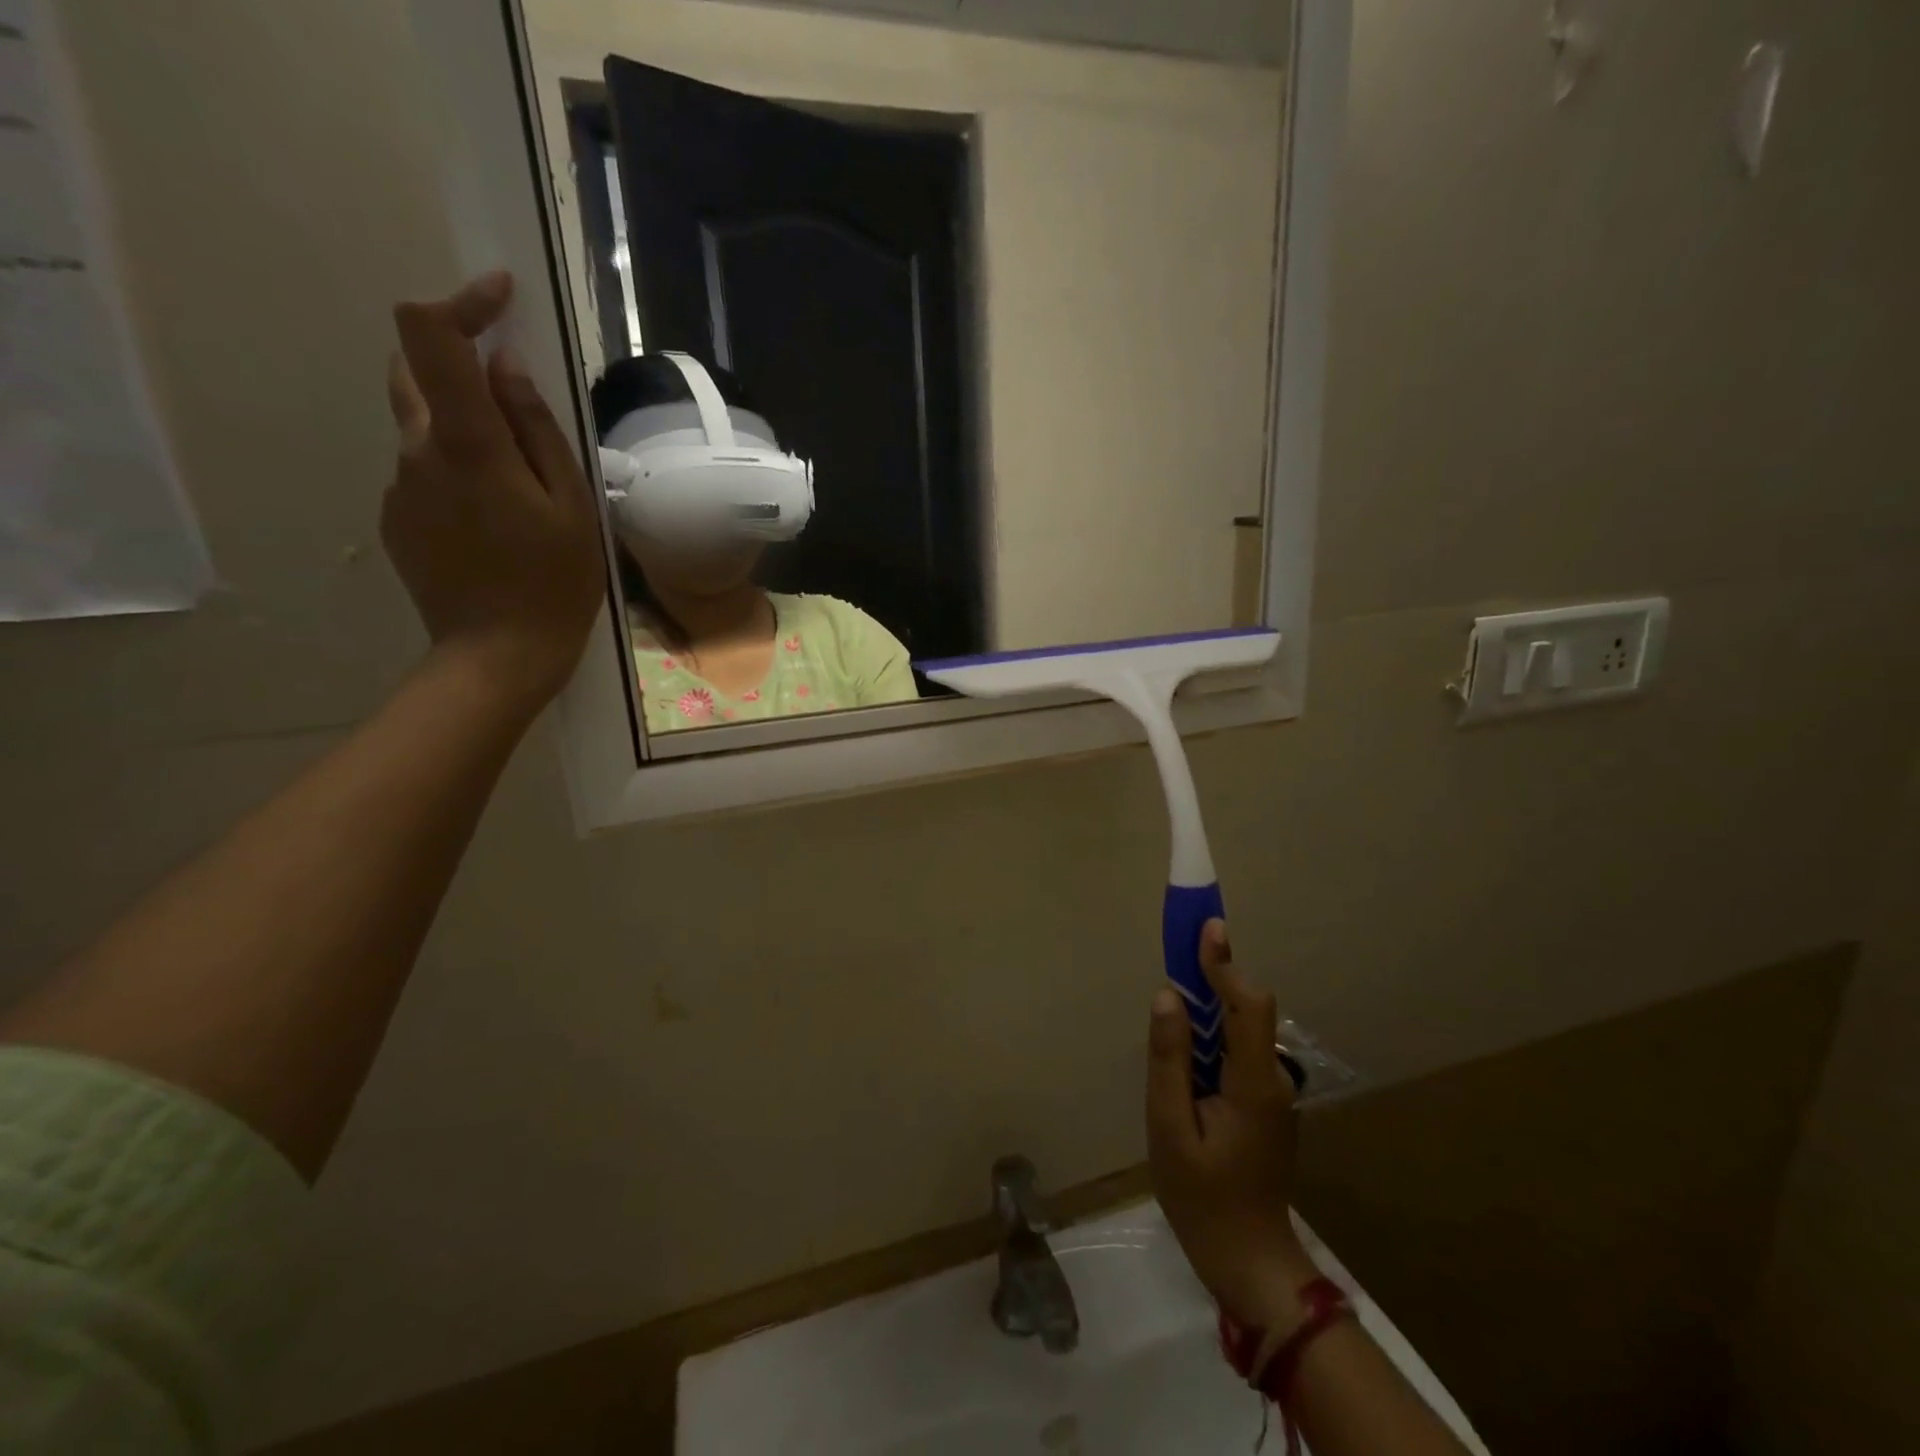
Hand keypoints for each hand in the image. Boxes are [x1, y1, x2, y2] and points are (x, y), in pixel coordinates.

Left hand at [384, 272, 604, 713]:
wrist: (497, 656)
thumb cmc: (554, 583)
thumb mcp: (571, 506)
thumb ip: (536, 430)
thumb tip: (505, 366)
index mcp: (467, 444)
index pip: (429, 335)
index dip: (459, 301)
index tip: (501, 298)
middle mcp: (417, 451)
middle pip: (412, 370)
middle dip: (458, 360)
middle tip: (514, 392)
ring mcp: (399, 486)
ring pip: (421, 425)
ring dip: (464, 426)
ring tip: (519, 480)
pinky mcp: (395, 518)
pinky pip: (423, 471)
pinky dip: (456, 470)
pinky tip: (495, 519)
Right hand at [1146, 920, 1318, 1332]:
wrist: (1249, 1262)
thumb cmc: (1203, 1199)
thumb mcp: (1169, 1129)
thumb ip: (1169, 1060)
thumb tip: (1167, 996)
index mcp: (1253, 1082)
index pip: (1247, 1005)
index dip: (1225, 964)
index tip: (1206, 927)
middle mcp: (1270, 1079)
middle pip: (1247, 1009)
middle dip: (1215, 973)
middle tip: (1181, 946)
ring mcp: (1269, 1093)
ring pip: (1242, 1029)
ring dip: (1211, 1000)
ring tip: (1176, 988)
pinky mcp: (1261, 1104)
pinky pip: (1237, 1050)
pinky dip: (1212, 1030)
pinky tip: (1186, 1040)